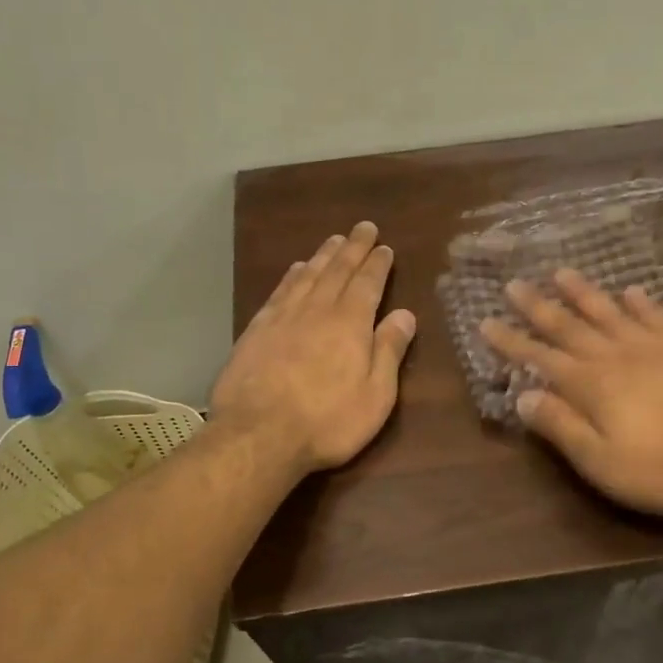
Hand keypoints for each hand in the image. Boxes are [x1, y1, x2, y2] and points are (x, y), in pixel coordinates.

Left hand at [210, 221, 417, 475]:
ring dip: (323, 256)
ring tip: (334, 240)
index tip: (385, 247)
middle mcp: (317, 311)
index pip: (367, 284)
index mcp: (350, 324)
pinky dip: (292, 276)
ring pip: (308, 276)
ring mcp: (283, 318)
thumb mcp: (375, 395)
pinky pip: (279, 291)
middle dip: (353, 247)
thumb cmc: (327, 421)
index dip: (377, 264)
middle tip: (363, 227)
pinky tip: (296, 269)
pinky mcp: (257, 331)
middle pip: (337, 271)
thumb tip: (405, 313)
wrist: (258, 435)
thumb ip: (389, 351)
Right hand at [481, 269, 662, 516]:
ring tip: (561, 272)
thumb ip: (561, 427)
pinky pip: (655, 318)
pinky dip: (639, 303)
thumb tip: (523, 397)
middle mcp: (615, 357)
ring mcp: (653, 349)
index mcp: (590, 386)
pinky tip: (630, 290)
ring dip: (583, 293)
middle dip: (538, 307)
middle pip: (569, 327)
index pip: (539, 358)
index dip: (511, 342)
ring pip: (608, 313)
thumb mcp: (601, 461)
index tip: (485, 322)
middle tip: (513, 284)